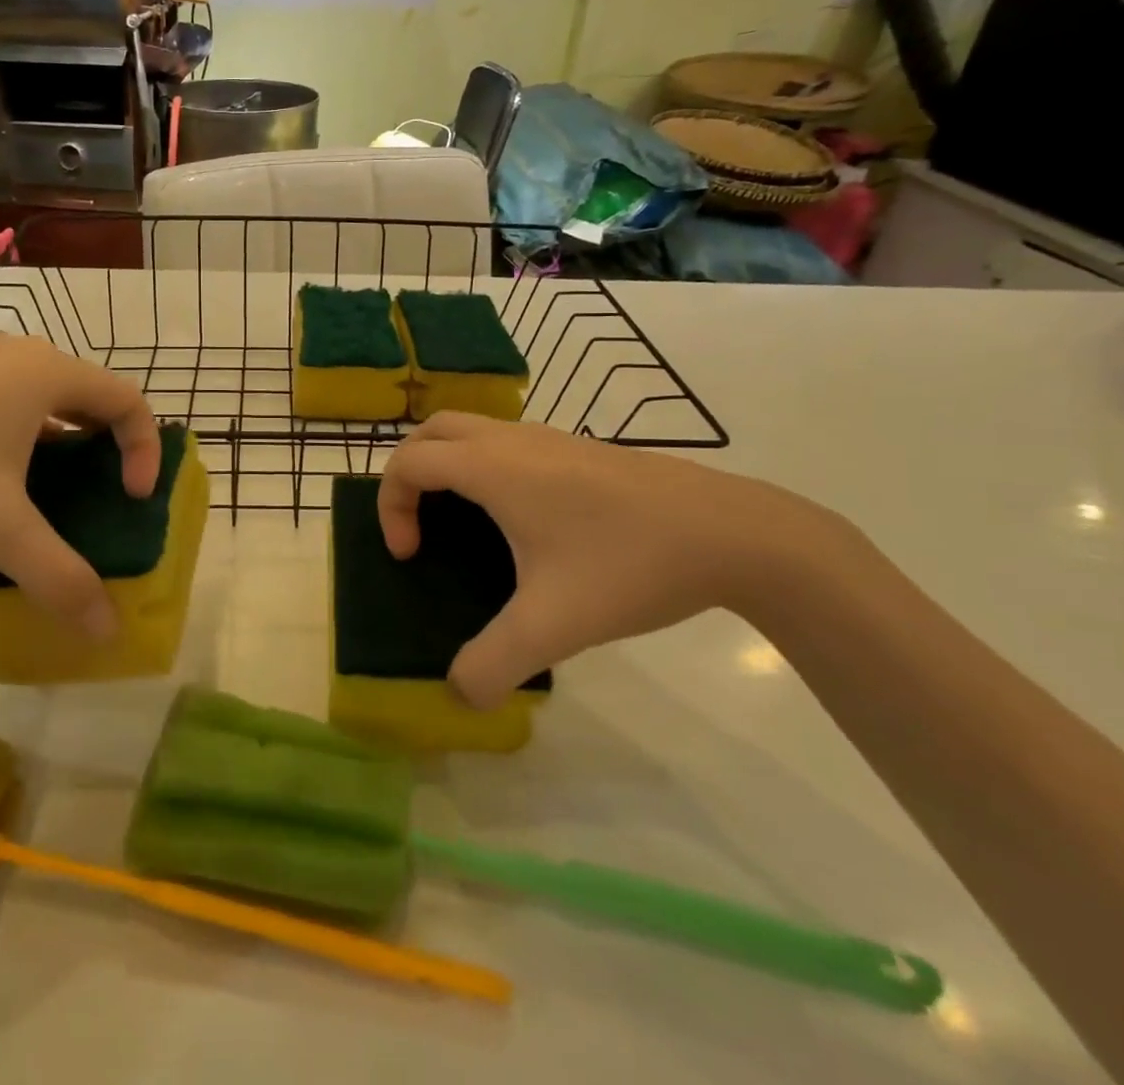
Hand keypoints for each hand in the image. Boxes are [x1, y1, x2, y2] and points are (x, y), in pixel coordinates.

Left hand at [0, 335, 159, 639]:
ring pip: (42, 398)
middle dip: (105, 447)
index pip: (127, 401)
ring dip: (62, 442)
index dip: (143, 451)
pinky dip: (21, 436)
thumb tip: (107, 632)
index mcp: (45, 372)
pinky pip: (4, 400)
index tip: (130, 500)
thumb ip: (60, 577)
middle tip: (99, 496)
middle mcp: (16, 354)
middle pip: (88, 395)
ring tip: (49, 494)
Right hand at [377, 413, 853, 708]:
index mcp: (493, 468)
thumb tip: (459, 694)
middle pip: (433, 431)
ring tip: (461, 522)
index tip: (410, 554)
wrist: (731, 533)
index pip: (409, 461)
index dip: (391, 505)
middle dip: (409, 472)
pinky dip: (484, 465)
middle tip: (419, 523)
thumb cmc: (630, 565)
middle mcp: (512, 440)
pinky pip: (506, 441)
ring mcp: (548, 437)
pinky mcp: (578, 448)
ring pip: (473, 429)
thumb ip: (495, 663)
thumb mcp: (554, 625)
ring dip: (448, 464)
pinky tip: (519, 520)